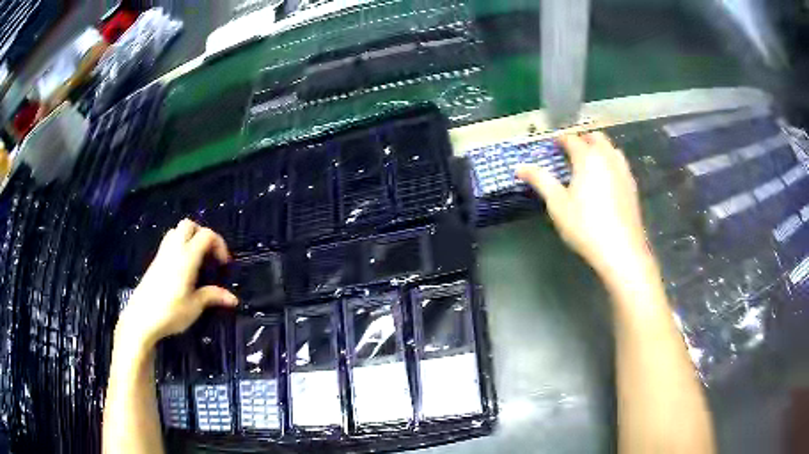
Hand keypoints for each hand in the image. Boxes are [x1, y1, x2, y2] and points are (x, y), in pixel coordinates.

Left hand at [116, 219, 237, 348]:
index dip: (219, 244)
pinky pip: (169, 242)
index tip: (223, 264)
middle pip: (189, 225)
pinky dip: (179, 246)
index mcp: (187, 257)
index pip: (206, 235)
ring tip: (196, 259)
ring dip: (189, 238)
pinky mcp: (155, 262)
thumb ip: (213, 296)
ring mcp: (162, 254)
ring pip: (176, 231)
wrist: (141, 319)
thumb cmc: (170, 312)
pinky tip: (182, 268)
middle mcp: (174, 249)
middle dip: (202, 234)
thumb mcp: (195, 306)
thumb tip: (233, 299)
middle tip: (209, 255)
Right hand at [516, 132, 649, 276]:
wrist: (621, 250)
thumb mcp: (557, 204)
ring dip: (599, 148)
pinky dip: (610, 162)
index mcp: (588, 158)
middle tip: (570, 151)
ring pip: (611, 148)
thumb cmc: (585, 225)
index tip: (552, 145)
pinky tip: (606, 179)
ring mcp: (623, 171)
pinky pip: (620, 163)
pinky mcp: (632, 186)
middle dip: (582, 139)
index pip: (572, 139)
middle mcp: (608, 158)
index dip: (560, 139)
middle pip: (596, 137)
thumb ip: (540, 180)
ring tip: (588, 162)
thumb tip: (519, 167)